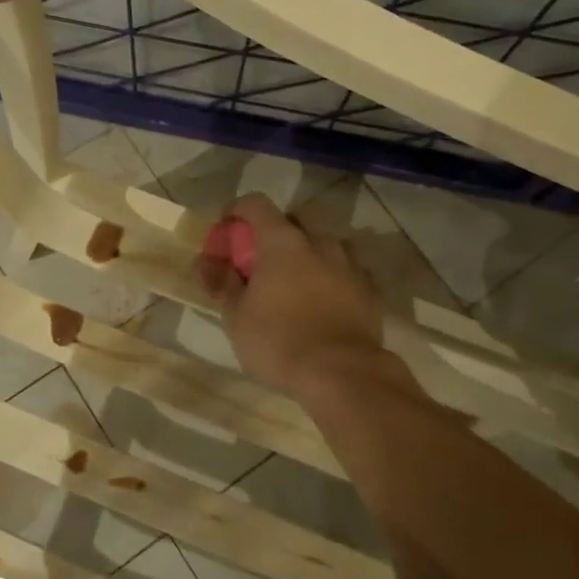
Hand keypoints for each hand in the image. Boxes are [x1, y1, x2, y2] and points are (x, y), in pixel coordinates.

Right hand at [199, 194, 389, 401]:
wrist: (342, 374)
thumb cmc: (279, 342)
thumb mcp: (236, 317)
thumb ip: (223, 283)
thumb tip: (207, 263)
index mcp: (283, 241)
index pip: (256, 204)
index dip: (237, 211)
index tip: (227, 229)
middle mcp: (320, 242)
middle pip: (296, 219)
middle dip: (277, 231)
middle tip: (263, 259)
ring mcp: (351, 264)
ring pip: (327, 244)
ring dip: (309, 254)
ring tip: (297, 283)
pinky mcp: (371, 290)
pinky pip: (347, 272)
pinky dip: (332, 279)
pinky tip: (324, 303)